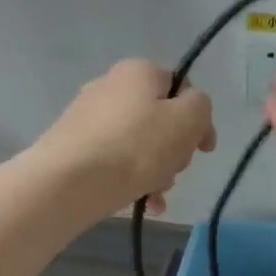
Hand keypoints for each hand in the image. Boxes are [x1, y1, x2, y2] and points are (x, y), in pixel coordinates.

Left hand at [37, 58, 215, 213]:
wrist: (70, 181)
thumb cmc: (137, 146)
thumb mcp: (187, 120)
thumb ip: (201, 107)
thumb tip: (190, 111)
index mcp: (139, 71)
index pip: (181, 87)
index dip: (198, 119)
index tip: (205, 150)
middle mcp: (110, 86)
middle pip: (160, 119)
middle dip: (175, 150)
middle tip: (175, 170)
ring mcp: (88, 118)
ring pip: (139, 145)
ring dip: (157, 170)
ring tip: (155, 193)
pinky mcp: (75, 147)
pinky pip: (116, 161)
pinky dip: (133, 180)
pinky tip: (143, 204)